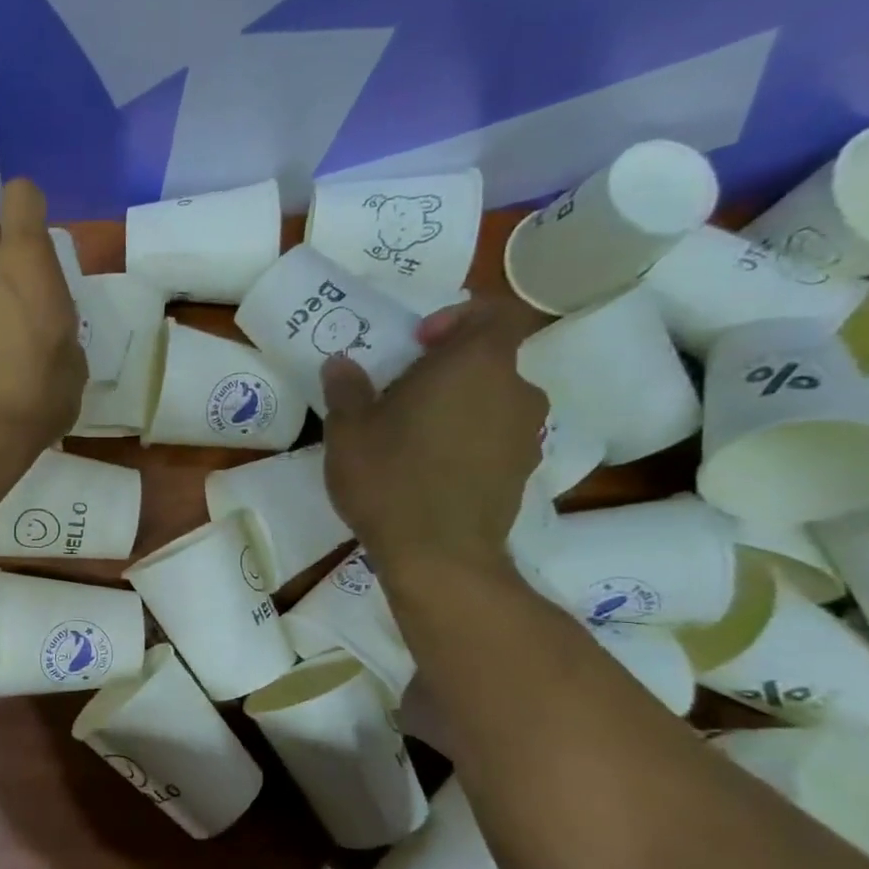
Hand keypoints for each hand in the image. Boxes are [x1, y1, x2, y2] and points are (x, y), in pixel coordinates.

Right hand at [321, 296, 547, 581]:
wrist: (439, 555)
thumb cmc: (390, 479)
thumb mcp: (348, 431)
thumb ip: (346, 389)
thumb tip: (341, 364)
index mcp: (475, 364)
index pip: (497, 313)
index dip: (461, 317)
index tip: (421, 343)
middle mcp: (514, 390)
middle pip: (490, 360)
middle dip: (448, 370)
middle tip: (402, 394)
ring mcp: (527, 433)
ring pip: (493, 401)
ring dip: (459, 407)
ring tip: (414, 437)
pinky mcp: (524, 472)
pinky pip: (497, 438)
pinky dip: (471, 441)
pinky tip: (432, 471)